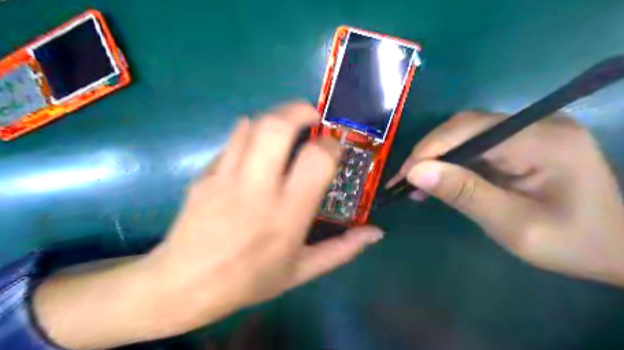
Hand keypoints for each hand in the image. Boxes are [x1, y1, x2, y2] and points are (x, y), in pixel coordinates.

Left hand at [36, 101, 385, 349]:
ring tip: (286, 130)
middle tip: (312, 117)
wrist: (183, 286)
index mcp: (287, 215)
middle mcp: (257, 189)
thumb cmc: (248, 281)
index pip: (316, 159)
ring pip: (252, 125)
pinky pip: (232, 140)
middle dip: (299, 110)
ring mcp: (226, 178)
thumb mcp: (301, 272)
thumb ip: (342, 250)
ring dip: (275, 118)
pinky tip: (256, 149)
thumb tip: (375, 233)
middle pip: (277, 127)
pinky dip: (249, 134)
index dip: (331, 145)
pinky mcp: (204, 175)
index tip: (333, 147)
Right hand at [388, 112, 623, 287]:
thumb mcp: (513, 225)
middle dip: (429, 152)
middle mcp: (537, 123)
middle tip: (405, 180)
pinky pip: (478, 143)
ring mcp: (531, 129)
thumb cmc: (571, 242)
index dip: (429, 149)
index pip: (469, 129)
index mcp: (542, 140)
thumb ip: (464, 194)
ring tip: (416, 182)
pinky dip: (453, 161)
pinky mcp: (524, 141)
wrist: (618, 247)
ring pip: (467, 133)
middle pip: (465, 126)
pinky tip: (440, 179)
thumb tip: (416, 172)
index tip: (403, 176)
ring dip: (438, 156)